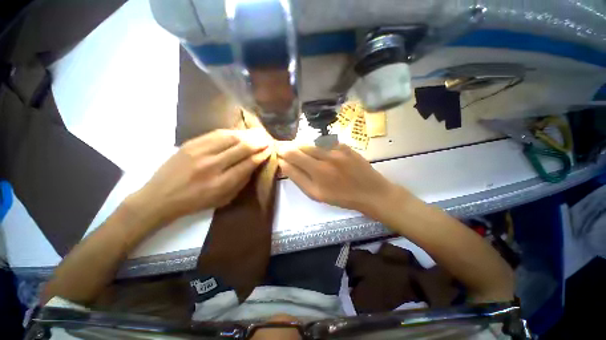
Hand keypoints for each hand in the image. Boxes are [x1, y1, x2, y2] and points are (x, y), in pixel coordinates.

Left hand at [129, 129, 271, 224]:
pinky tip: (238, 133)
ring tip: (256, 134)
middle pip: (241, 148)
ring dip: (246, 135)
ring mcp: (199, 152)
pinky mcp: (190, 144)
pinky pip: (216, 134)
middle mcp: (212, 165)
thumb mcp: (223, 199)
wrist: (160, 196)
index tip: (269, 150)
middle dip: (257, 143)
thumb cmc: (195, 202)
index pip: (248, 164)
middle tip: (266, 139)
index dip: (261, 155)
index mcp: (221, 183)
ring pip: (230, 137)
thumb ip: (240, 182)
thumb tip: (254, 165)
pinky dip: (230, 132)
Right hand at [277, 143, 399, 216]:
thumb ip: (298, 178)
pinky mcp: (345, 145)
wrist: (371, 192)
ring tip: (302, 153)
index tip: (277, 151)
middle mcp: (326, 156)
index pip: (292, 154)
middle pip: (301, 145)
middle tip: (286, 150)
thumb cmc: (342, 197)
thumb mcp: (316, 194)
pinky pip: (325, 142)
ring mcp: (337, 148)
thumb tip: (283, 164)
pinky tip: (320, 153)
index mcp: (317, 171)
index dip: (282, 151)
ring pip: (312, 142)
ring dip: (304, 147)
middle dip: (291, 147)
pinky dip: (318, 146)